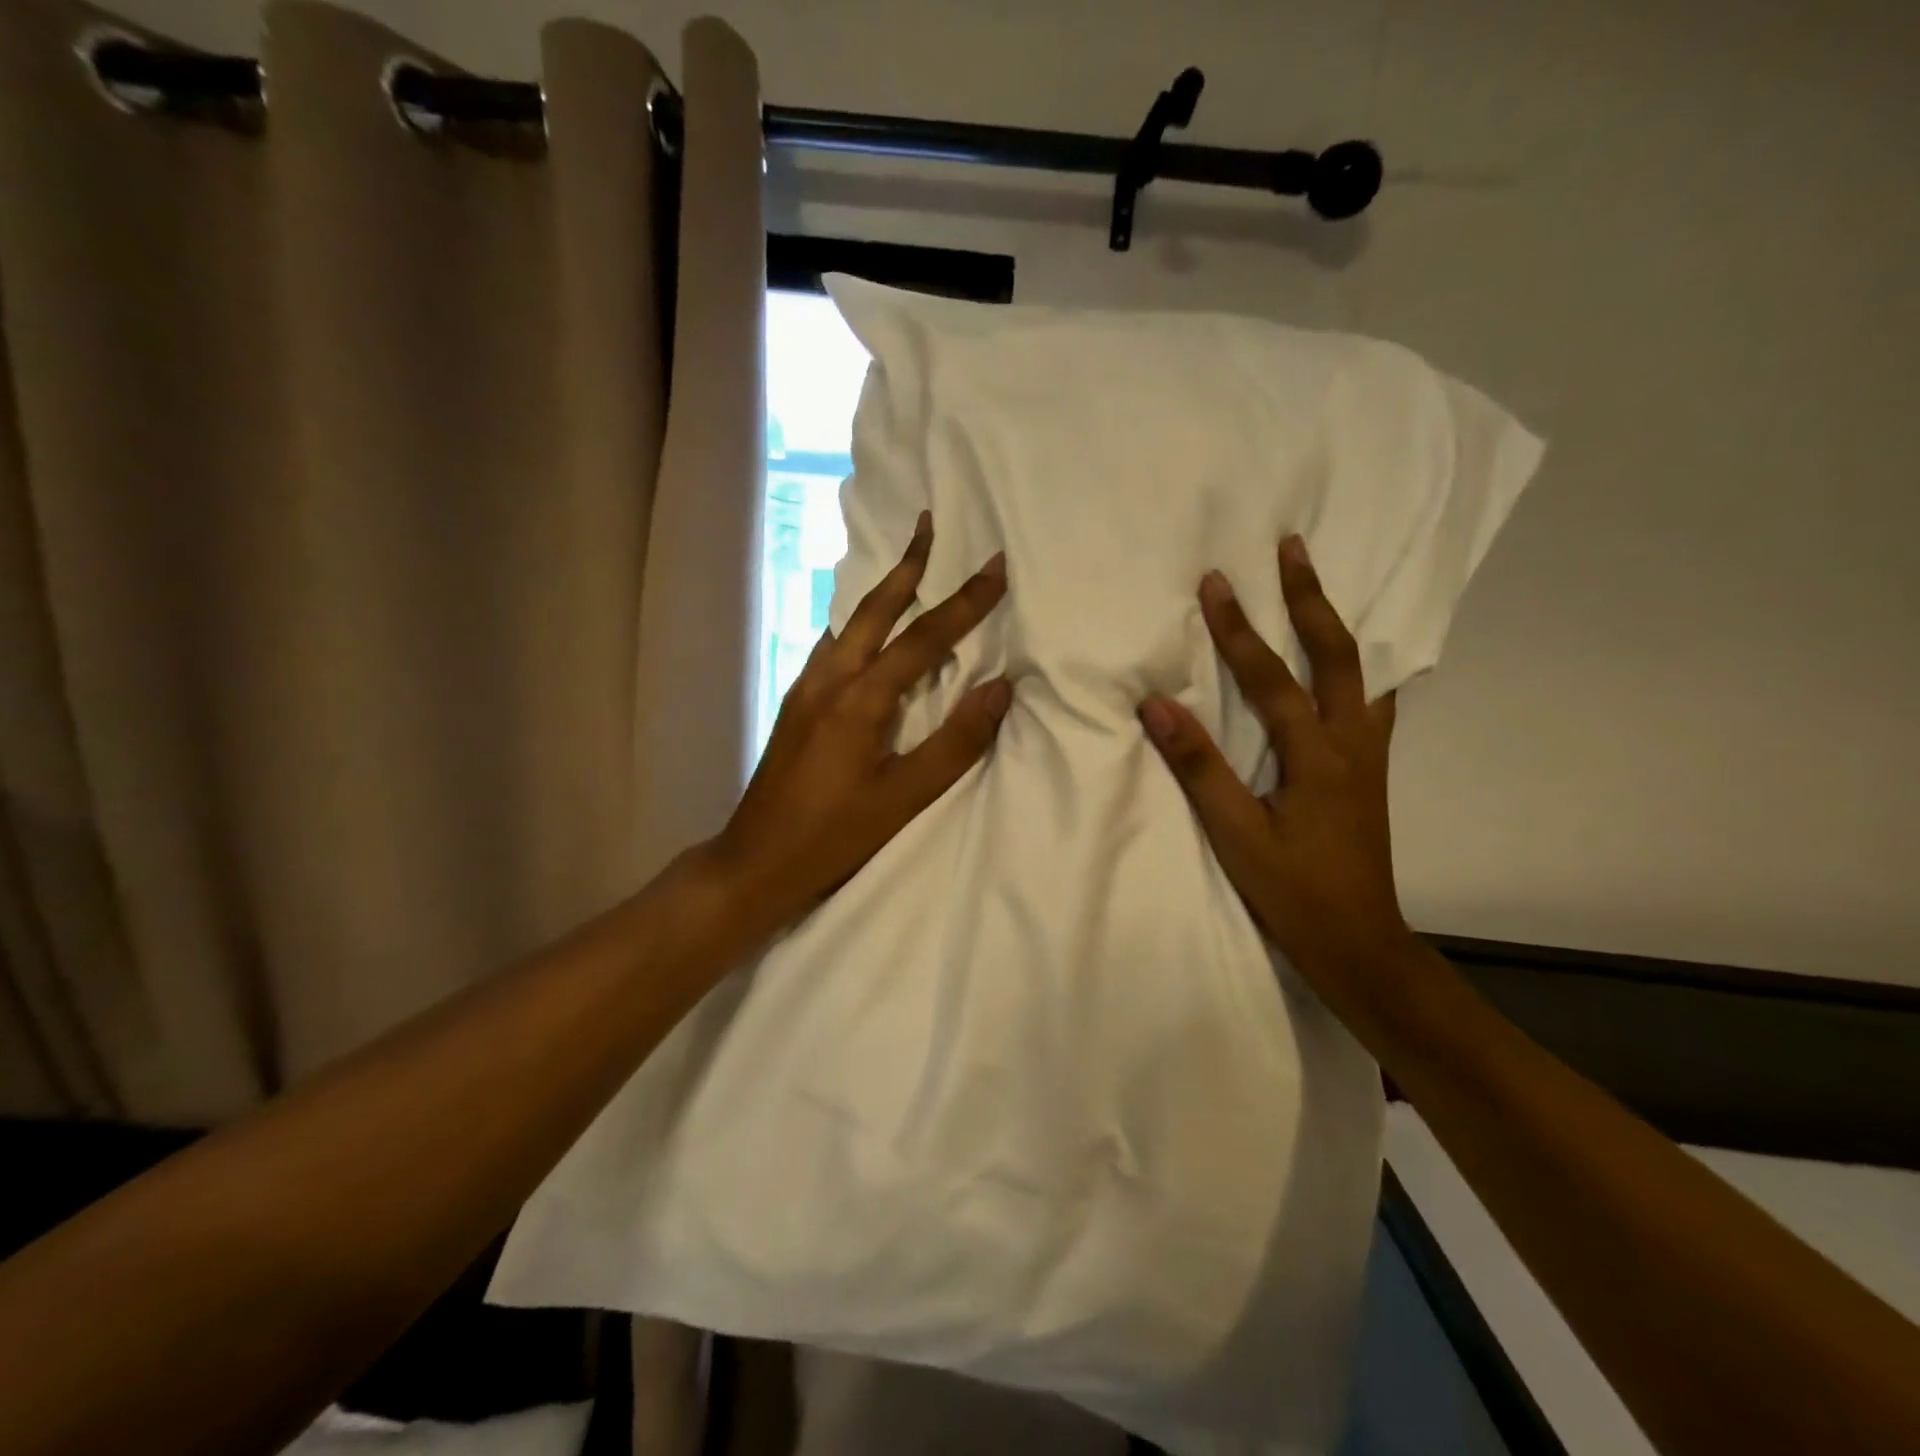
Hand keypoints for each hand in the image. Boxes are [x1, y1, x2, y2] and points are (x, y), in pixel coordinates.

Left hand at [710, 511, 1009, 937]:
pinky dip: (857, 623)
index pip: (923, 638)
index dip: (964, 601)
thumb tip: (1001, 688)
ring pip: (848, 624)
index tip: (996, 564)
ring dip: (881, 591)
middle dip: (906, 565)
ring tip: (906, 567)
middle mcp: (829, 679)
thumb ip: (955, 742)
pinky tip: (864, 631)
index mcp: (859, 699)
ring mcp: (806, 689)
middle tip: (926, 522)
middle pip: (873, 609)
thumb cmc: (834, 836)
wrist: (754, 861)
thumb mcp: (904, 798)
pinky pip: (833, 646)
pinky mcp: (796, 705)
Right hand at [1139, 535, 1411, 1010]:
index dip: (1240, 630)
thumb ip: (1200, 767)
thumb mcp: (1236, 835)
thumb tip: (1158, 706)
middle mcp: (1353, 743)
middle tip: (1293, 548)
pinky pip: (1372, 700)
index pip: (1272, 679)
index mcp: (1318, 757)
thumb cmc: (1293, 891)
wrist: (1359, 942)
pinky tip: (1349, 662)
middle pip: (1338, 654)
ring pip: (1363, 672)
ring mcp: (1370, 754)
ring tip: (1318, 587)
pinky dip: (1359, 666)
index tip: (1215, 581)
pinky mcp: (1371, 769)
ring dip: (1337, 623)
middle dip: (1311, 597)